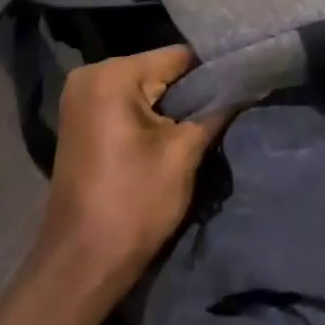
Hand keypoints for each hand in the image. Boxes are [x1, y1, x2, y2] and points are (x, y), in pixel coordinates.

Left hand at [38, 47, 229, 289]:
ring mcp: (80, 96)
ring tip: (196, 128)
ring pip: (144, 87)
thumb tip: (244, 86)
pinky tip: (165, 137)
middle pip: (159, 69)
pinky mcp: (79, 118)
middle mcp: (91, 74)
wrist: (80, 267)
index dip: (210, 75)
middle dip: (188, 92)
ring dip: (169, 106)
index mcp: (113, 74)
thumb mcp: (184, 154)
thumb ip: (215, 111)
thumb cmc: (133, 205)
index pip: (178, 57)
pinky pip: (125, 102)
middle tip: (217, 116)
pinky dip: (147, 115)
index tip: (234, 94)